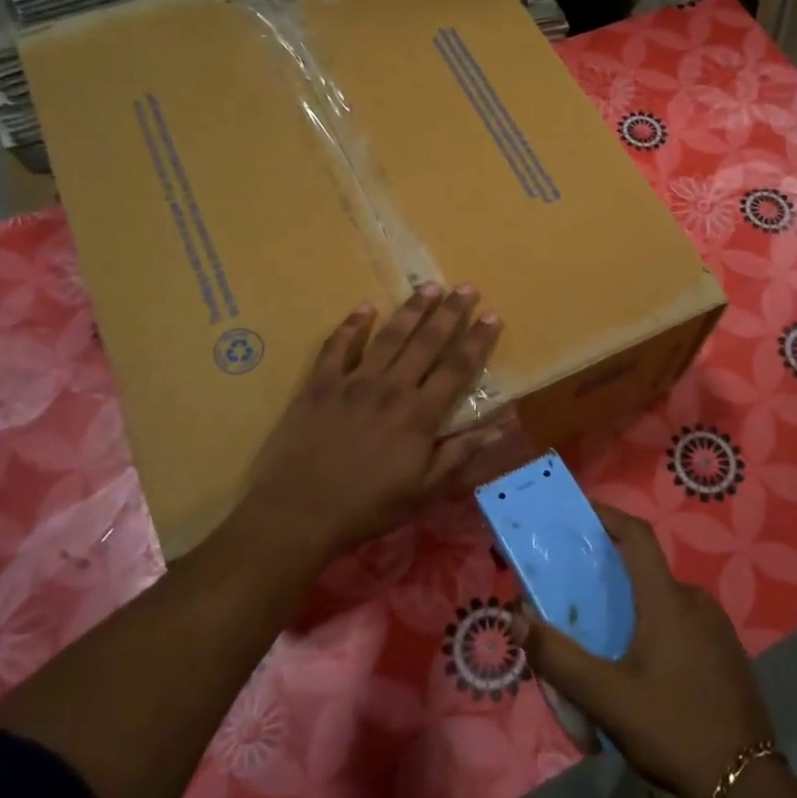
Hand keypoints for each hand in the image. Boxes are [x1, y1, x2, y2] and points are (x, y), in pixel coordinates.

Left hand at [242, 285, 505, 562]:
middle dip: (450, 312)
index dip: (477, 341)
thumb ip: (458, 455)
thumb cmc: (367, 506)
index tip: (492, 316)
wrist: (299, 511)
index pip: (457, 368)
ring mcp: (353, 381)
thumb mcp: (423, 491)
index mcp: (419, 414)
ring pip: (389, 336)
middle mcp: (391, 388)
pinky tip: (364, 308)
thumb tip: (497, 428)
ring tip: (428, 286)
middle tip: (466, 287)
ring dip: (411, 310)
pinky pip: (337, 346)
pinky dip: (351, 325)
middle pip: (427, 342)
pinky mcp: (320, 384)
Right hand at [513, 504, 774, 797]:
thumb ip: (558, 658)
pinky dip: (657, 625)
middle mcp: (696, 601)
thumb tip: (517, 619)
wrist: (748, 787)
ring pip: (665, 599)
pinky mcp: (728, 653)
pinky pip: (684, 622)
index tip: (581, 512)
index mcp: (668, 600)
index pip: (638, 536)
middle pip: (647, 569)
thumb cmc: (672, 729)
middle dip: (612, 571)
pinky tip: (642, 664)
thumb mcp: (606, 698)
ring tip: (604, 634)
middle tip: (578, 592)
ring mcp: (717, 628)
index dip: (609, 515)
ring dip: (634, 604)